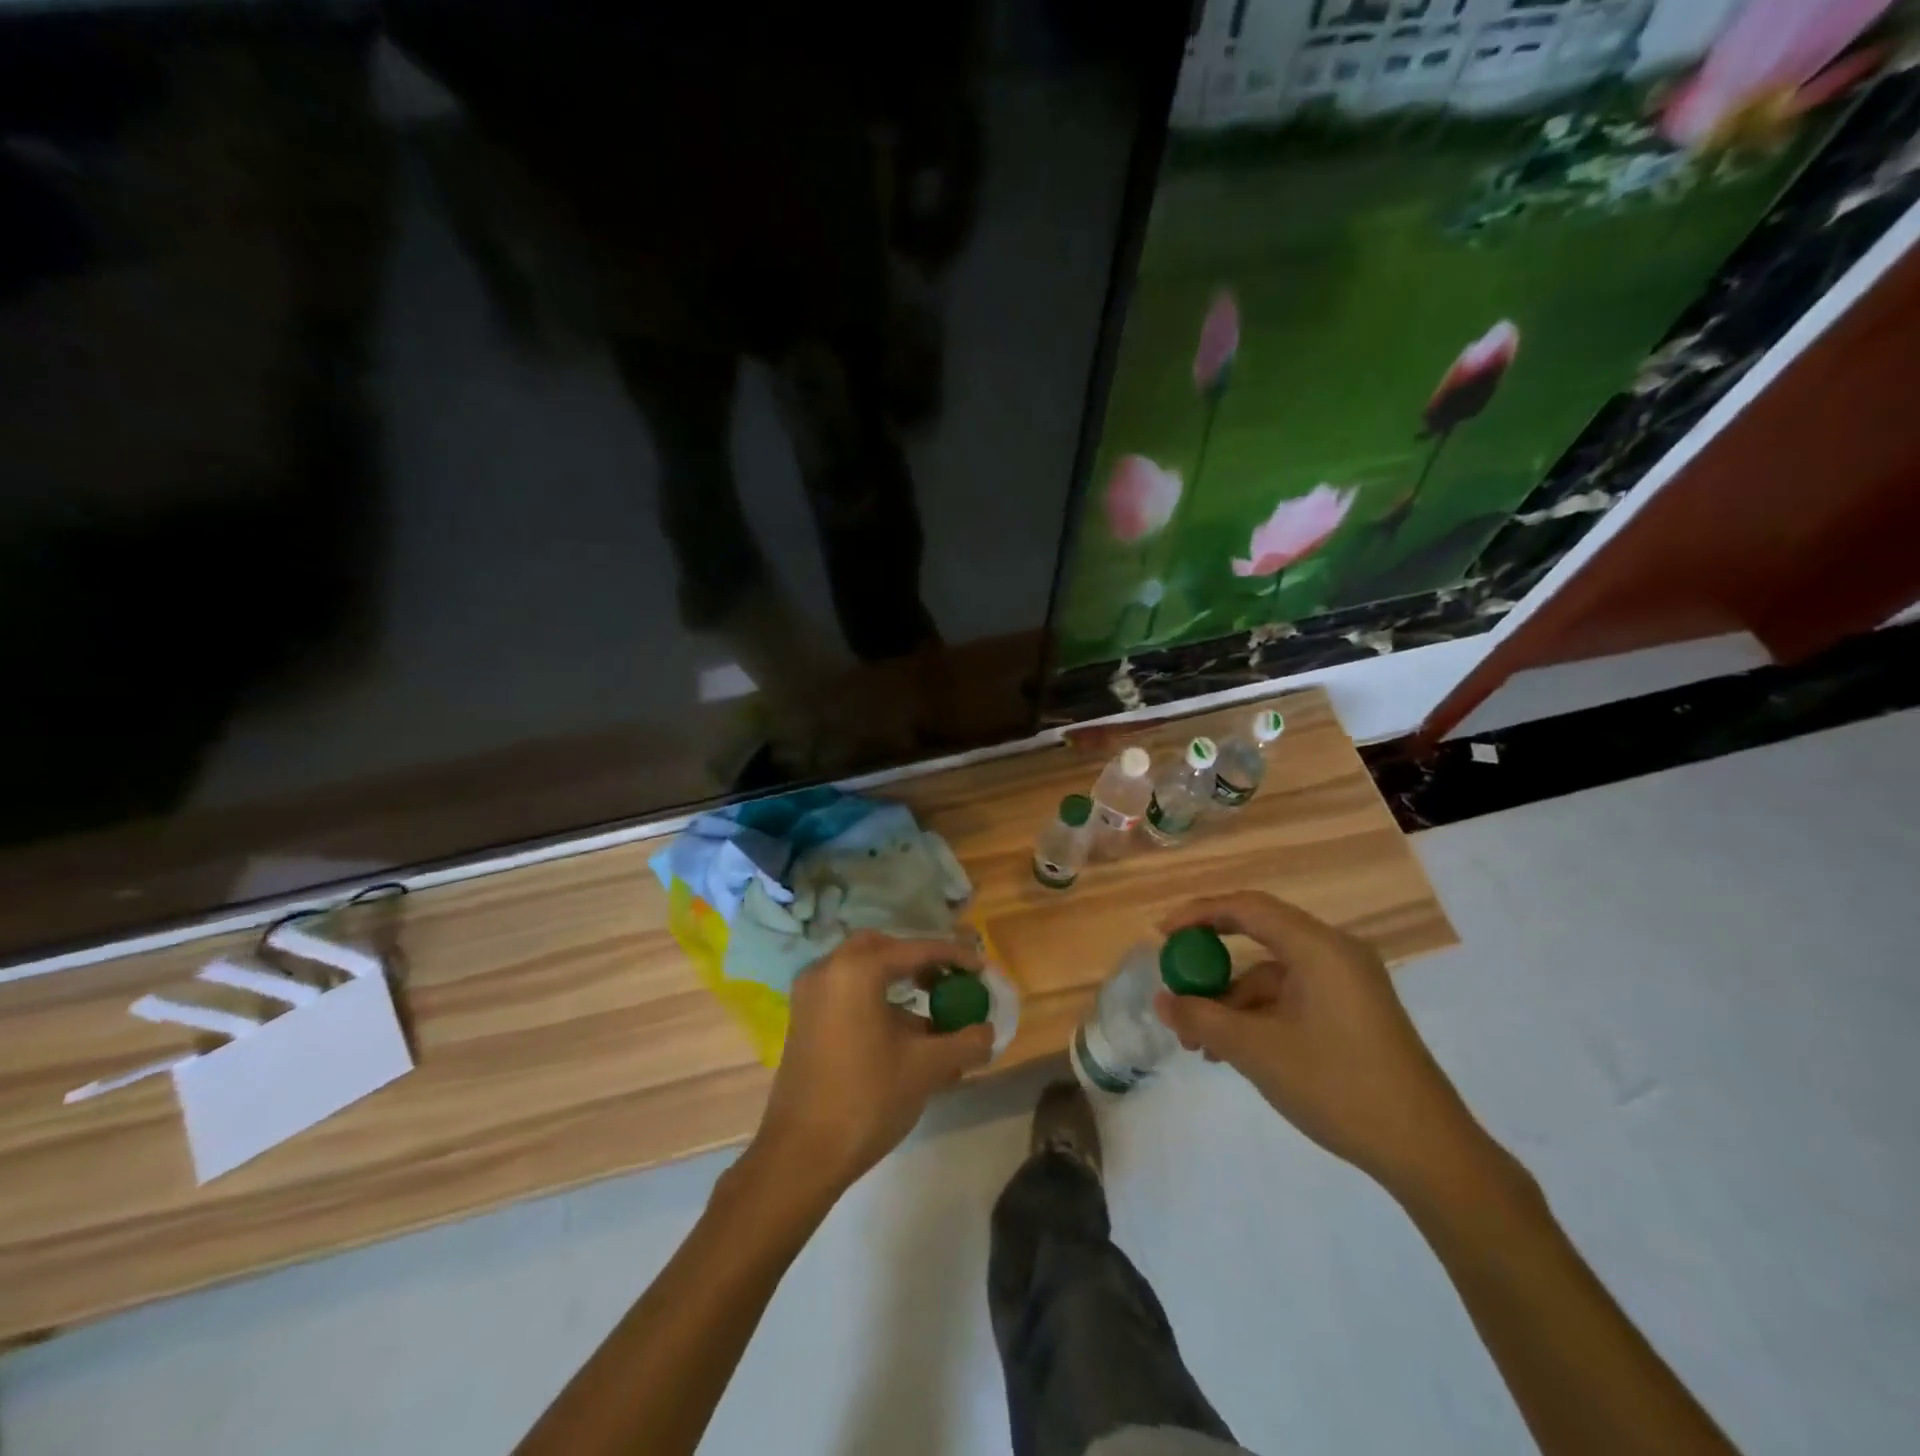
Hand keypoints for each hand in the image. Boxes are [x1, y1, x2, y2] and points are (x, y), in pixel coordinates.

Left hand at [747, 931, 994, 1201]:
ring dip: (899, 982)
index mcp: (856, 970)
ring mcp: (810, 994)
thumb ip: (964, 1042)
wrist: (800, 1156)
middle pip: (884, 948)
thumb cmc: (867, 1099)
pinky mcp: (804, 1018)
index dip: (955, 956)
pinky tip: (903, 1033)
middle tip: (950, 980)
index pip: (916, 949)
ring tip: (934, 1012)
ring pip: (863, 970)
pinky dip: (876, 999)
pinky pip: (847, 992)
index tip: (982, 969)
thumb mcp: (926, 1068)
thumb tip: (988, 1032)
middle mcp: (828, 969)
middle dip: (920, 960)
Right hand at [1154, 892, 1491, 1199]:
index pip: (1247, 908)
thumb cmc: (1338, 1086)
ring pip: (1273, 976)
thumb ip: (1202, 1018)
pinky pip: (1293, 997)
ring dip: (1232, 1002)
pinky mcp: (1354, 1012)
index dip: (1199, 915)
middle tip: (1177, 987)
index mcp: (1319, 947)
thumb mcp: (1257, 1051)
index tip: (1162, 935)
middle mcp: (1336, 953)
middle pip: (1259, 938)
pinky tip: (1235, 1052)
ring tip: (1199, 1044)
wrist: (1428, 1153)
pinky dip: (1260, 1016)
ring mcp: (1348, 984)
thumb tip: (1161, 1000)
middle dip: (1212, 967)